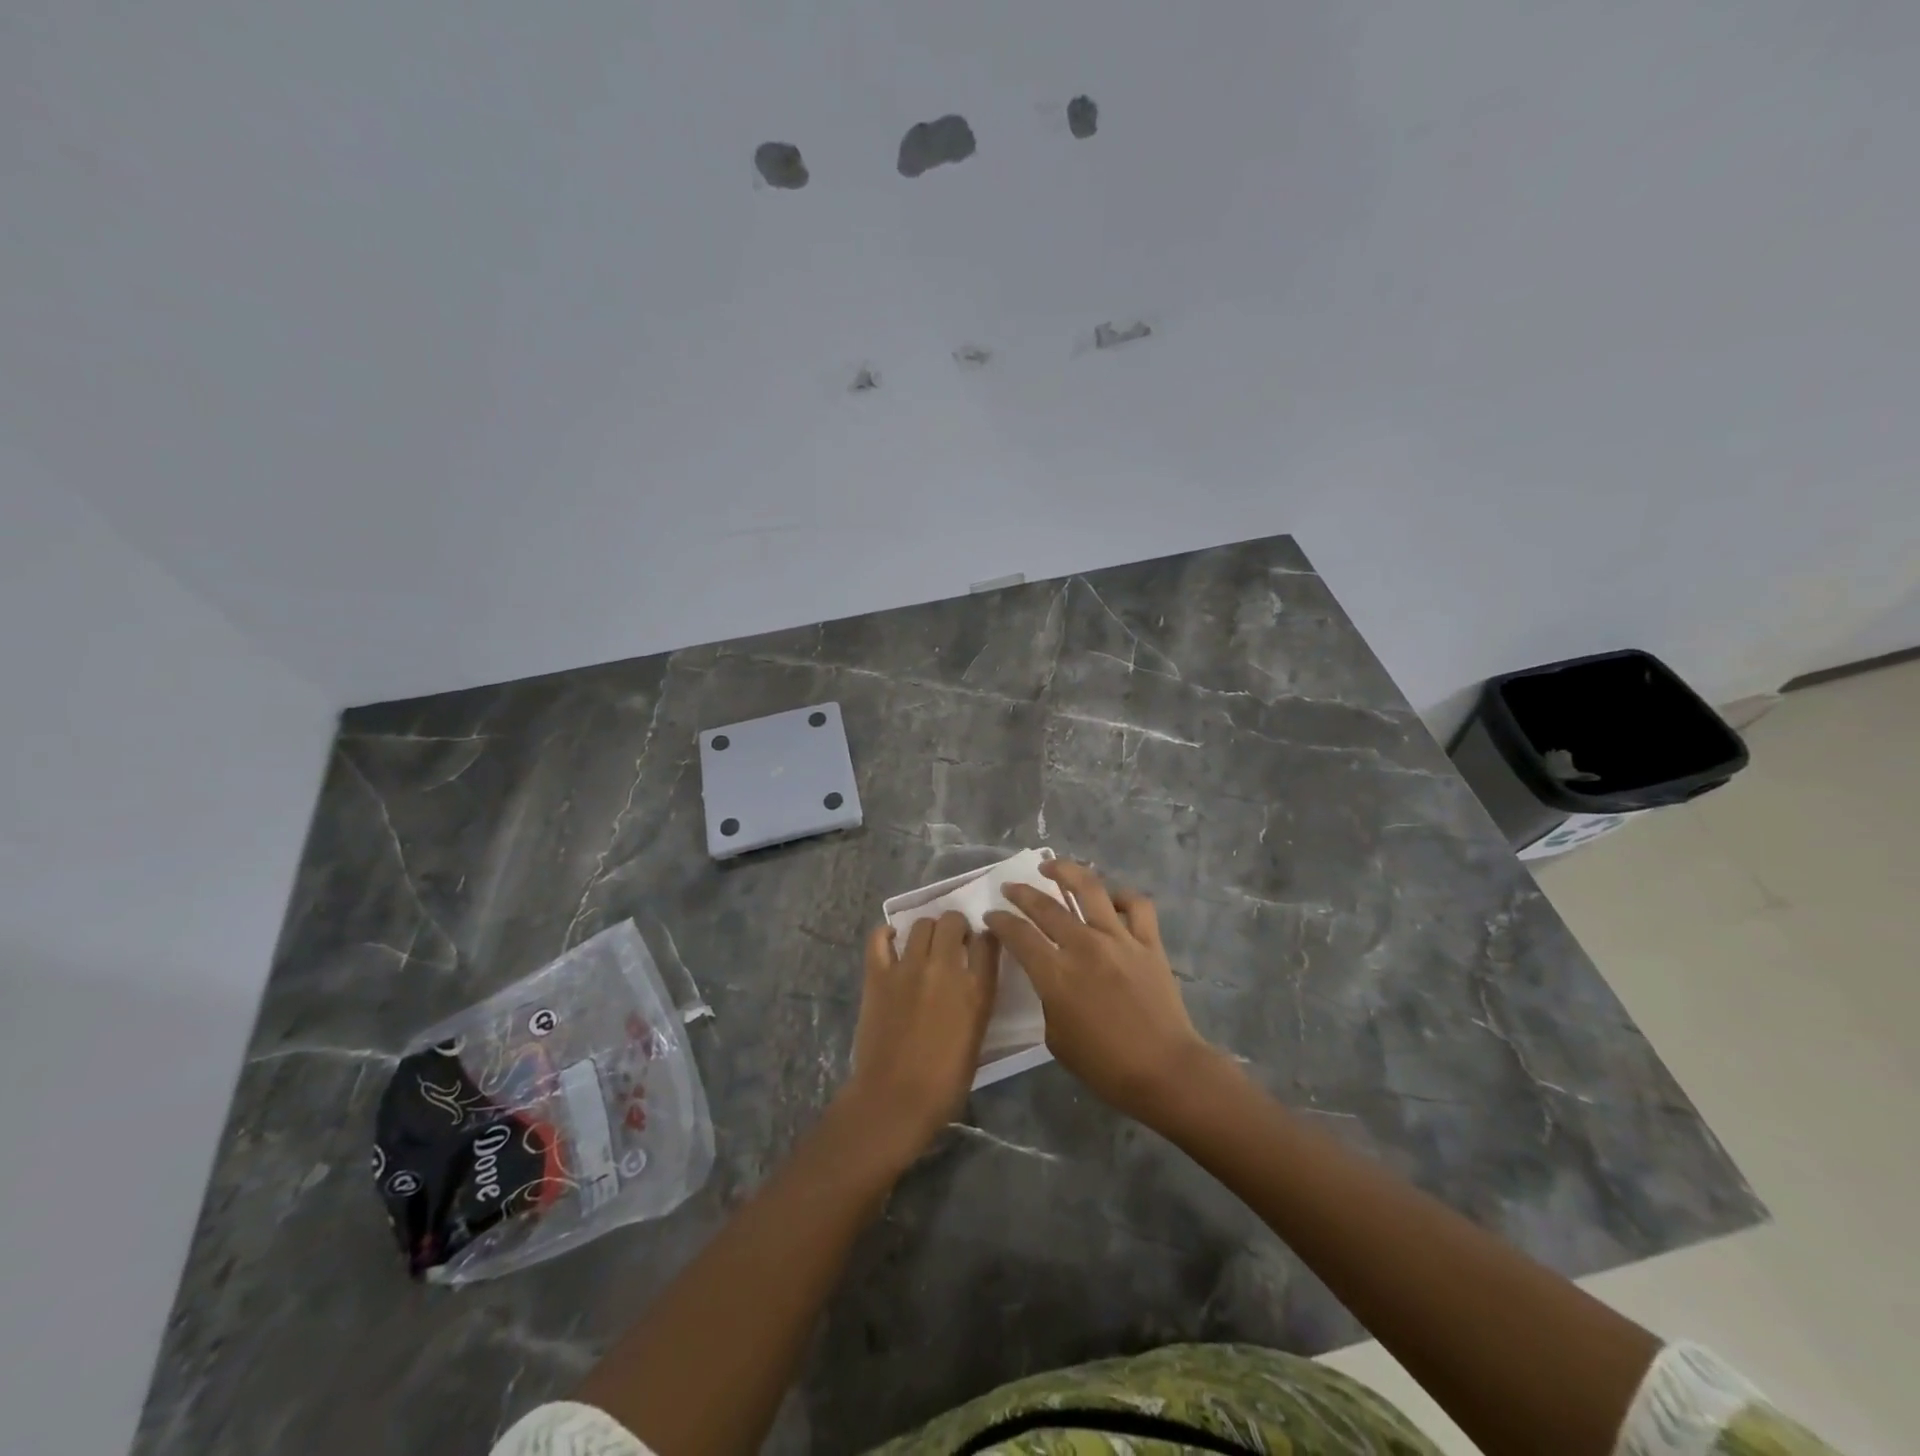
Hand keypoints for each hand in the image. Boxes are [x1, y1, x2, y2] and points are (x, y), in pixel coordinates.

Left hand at [839, 912, 998, 1168]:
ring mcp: (908, 967)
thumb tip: (969, 977)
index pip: (988, 941)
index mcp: (977, 989)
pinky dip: (887, 934)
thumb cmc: (945, 1081)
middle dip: (955, 926)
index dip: (984, 937)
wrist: (895, 1099)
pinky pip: (879, 938)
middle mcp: (945, 968)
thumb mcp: (976, 1035)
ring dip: (927, 929)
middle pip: (953, 922)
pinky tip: (892, 940)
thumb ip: (976, 998)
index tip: (978, 943)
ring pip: (921, 924)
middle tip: (951, 942)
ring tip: (924, 945)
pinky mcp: (878, 974)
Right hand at [986, 860, 1219, 1124]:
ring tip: (1052, 866)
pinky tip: (1110, 899)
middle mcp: (1084, 946)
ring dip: (1066, 871)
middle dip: (1022, 892)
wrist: (1165, 1071)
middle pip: (1046, 906)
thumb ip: (1048, 999)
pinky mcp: (1149, 942)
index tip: (991, 916)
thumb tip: (1051, 977)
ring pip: (1089, 888)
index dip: (1000, 921)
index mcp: (1056, 974)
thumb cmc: (1105, 1066)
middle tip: (1010, 887)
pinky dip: (1121, 896)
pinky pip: (1136, 904)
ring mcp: (1119, 939)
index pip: (1018, 935)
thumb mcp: (1057, 1038)